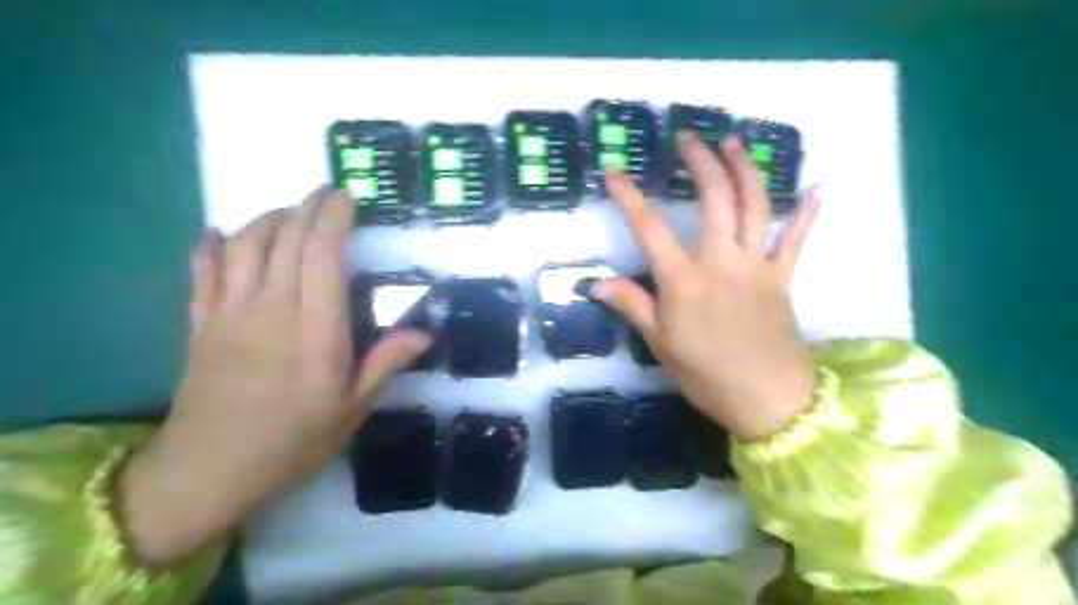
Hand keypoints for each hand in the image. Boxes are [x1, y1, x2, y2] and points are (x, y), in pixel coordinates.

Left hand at [118, 186, 432, 564]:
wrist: (208, 471)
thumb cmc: (293, 441)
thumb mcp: (352, 408)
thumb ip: (385, 363)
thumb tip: (424, 333)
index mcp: (316, 331)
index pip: (323, 257)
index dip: (333, 219)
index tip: (346, 198)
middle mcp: (272, 310)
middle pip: (285, 240)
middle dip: (307, 208)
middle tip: (325, 193)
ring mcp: (229, 313)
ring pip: (244, 246)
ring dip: (267, 220)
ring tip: (289, 213)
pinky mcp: (199, 324)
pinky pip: (201, 272)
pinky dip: (210, 246)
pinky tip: (220, 234)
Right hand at [594, 135, 821, 440]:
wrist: (769, 399)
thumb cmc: (707, 374)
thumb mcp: (660, 343)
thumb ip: (632, 305)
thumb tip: (595, 283)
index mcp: (684, 280)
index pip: (650, 229)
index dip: (629, 198)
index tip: (613, 173)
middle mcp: (721, 262)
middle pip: (714, 200)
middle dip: (701, 163)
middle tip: (689, 139)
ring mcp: (756, 266)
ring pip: (755, 206)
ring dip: (745, 170)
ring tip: (734, 144)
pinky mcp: (783, 277)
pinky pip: (797, 239)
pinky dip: (807, 212)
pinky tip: (817, 187)